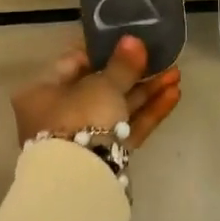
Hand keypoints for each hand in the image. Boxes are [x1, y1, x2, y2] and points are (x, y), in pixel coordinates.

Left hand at [12, 35, 181, 148]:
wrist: (82, 180)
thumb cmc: (80, 118)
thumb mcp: (103, 85)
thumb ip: (123, 64)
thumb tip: (134, 40)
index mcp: (43, 91)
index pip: (72, 62)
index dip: (102, 50)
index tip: (127, 40)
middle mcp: (58, 114)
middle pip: (100, 87)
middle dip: (134, 73)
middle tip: (161, 58)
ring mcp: (82, 138)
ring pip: (118, 108)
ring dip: (147, 92)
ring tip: (176, 75)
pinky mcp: (105, 157)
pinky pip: (126, 128)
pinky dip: (147, 112)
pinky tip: (173, 96)